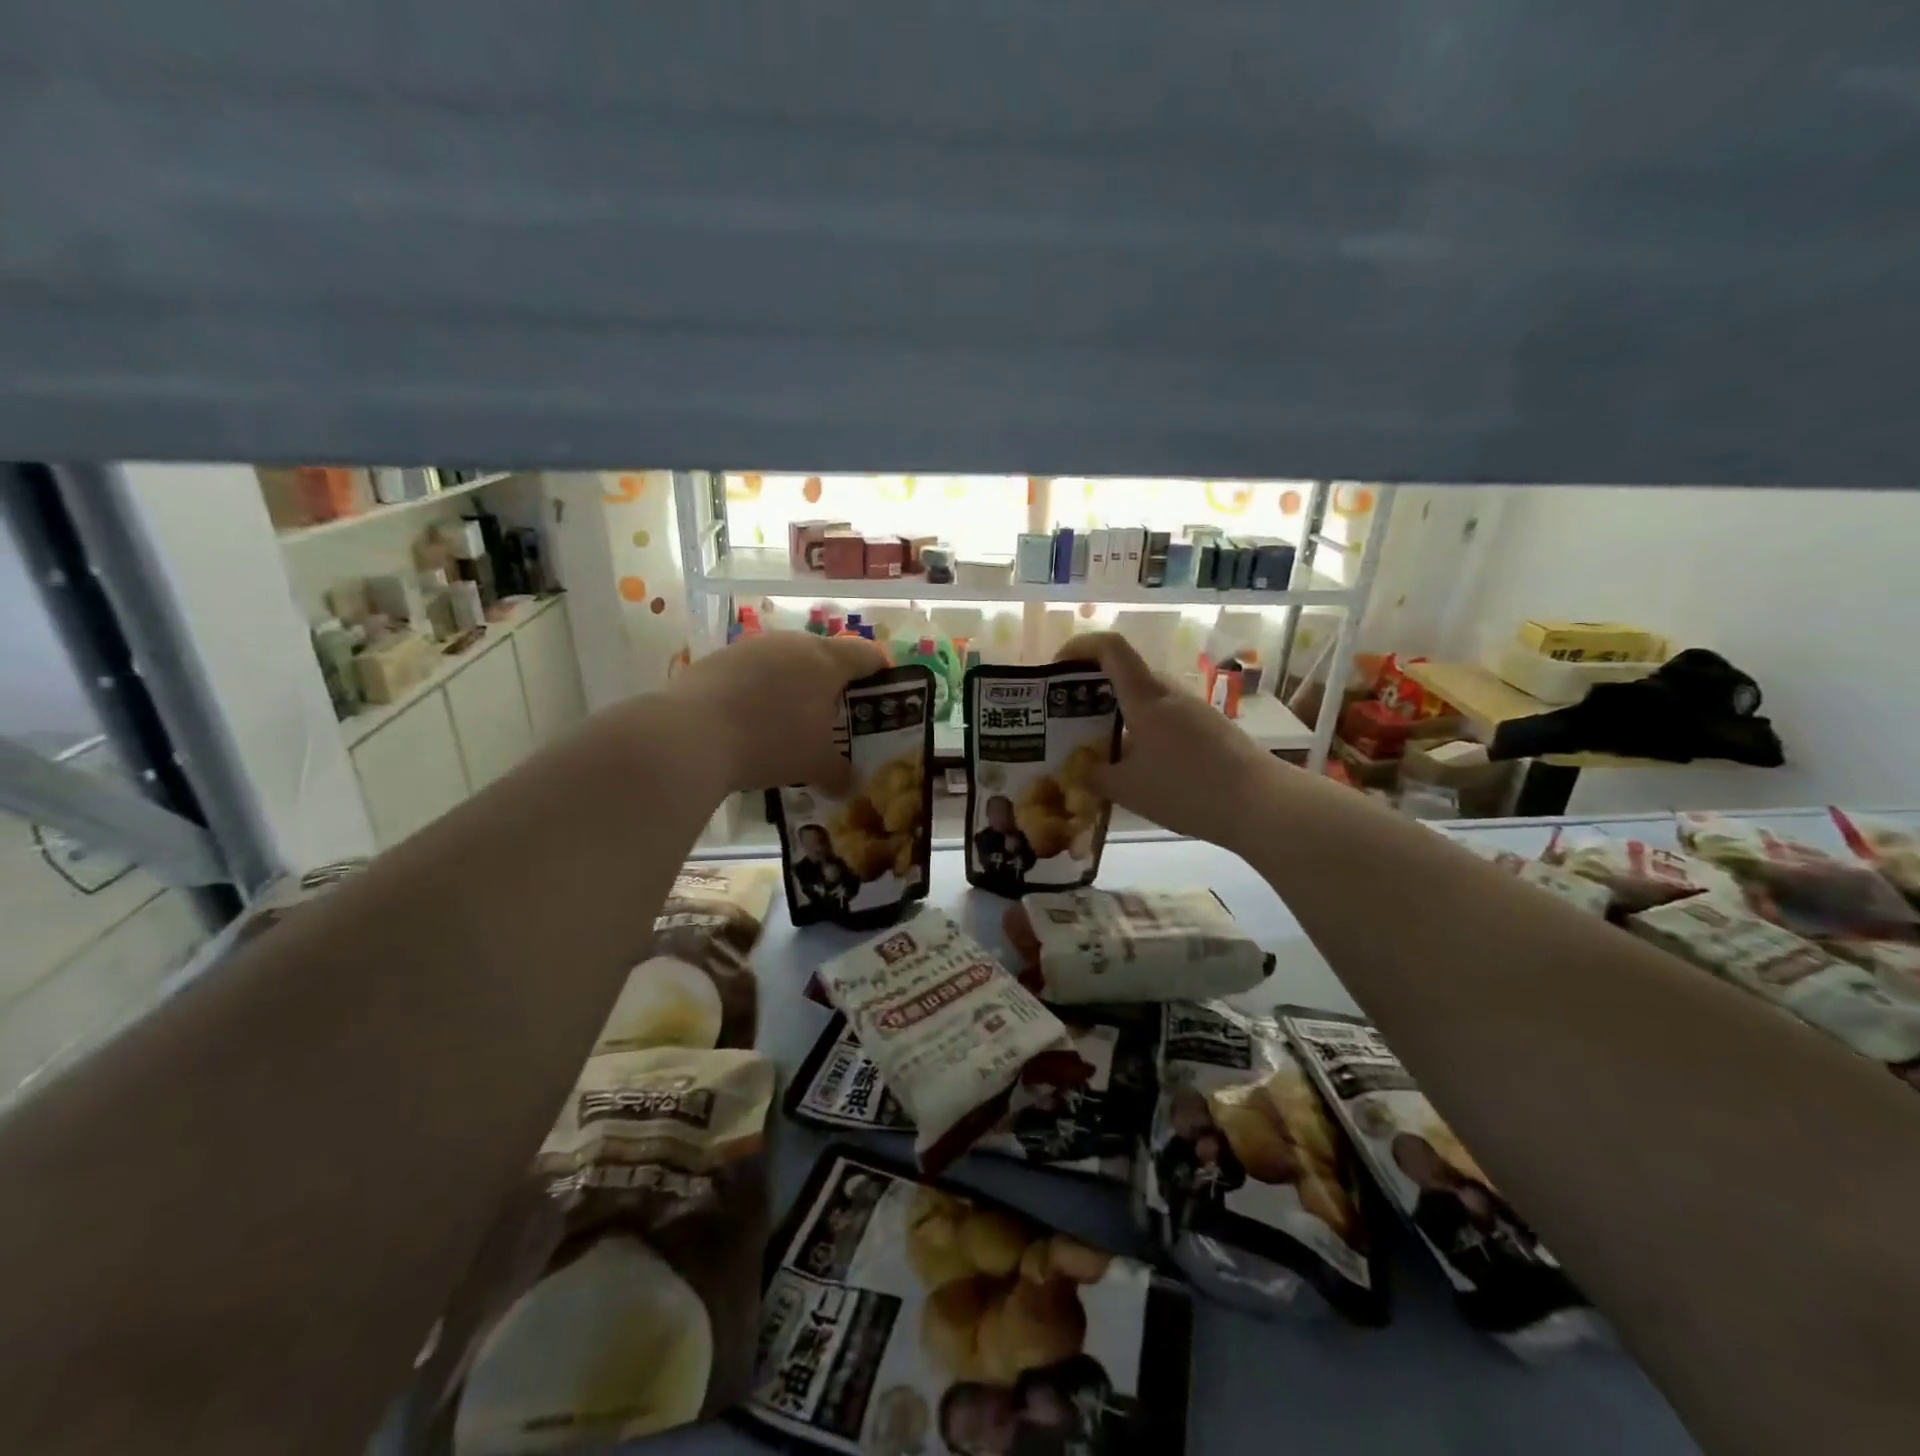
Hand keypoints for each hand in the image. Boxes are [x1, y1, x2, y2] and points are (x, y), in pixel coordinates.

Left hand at [674, 631, 888, 793]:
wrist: (690, 735)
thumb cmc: (770, 742)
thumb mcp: (814, 765)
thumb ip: (840, 773)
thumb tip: (850, 785)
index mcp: (827, 660)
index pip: (868, 655)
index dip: (880, 674)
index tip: (881, 698)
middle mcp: (793, 643)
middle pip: (826, 655)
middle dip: (834, 684)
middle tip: (836, 717)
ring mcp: (752, 647)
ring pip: (786, 662)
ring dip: (794, 686)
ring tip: (791, 722)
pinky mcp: (719, 658)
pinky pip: (753, 671)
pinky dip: (760, 691)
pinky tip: (751, 721)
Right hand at [1054, 632, 1285, 850]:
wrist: (1262, 805)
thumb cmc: (1187, 790)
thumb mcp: (1128, 790)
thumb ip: (1096, 776)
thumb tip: (1080, 770)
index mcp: (1146, 697)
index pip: (1110, 648)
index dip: (1079, 647)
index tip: (1056, 668)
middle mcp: (1170, 693)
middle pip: (1126, 674)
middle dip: (1093, 690)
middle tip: (1071, 719)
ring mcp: (1194, 709)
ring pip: (1147, 699)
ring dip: (1120, 714)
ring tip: (1102, 748)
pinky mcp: (1211, 728)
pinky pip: (1166, 718)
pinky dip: (1144, 731)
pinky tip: (1140, 766)